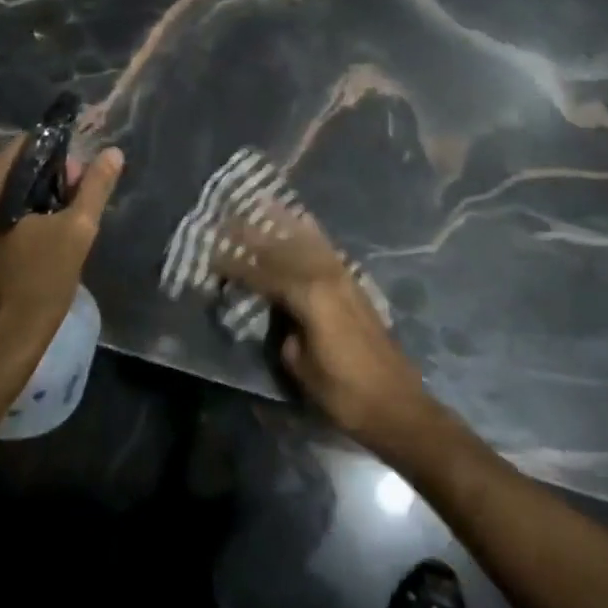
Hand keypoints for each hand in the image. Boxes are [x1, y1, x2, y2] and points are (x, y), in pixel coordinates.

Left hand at [0, 138, 124, 390]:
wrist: (0, 347)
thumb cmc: (38, 285)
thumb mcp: (77, 231)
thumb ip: (94, 187)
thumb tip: (113, 153)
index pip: (26, 146)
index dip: (60, 158)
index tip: (80, 185)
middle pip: (13, 167)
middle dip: (48, 181)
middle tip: (75, 208)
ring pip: (3, 191)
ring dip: (34, 200)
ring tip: (61, 227)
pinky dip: (16, 217)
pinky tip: (38, 240)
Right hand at [212, 202, 430, 453]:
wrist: (396, 404)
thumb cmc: (343, 392)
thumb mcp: (300, 367)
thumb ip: (284, 332)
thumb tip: (280, 316)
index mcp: (308, 296)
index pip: (262, 274)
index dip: (236, 266)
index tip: (212, 255)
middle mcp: (325, 277)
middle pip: (283, 249)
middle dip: (253, 235)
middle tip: (228, 219)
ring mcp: (344, 278)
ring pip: (307, 243)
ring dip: (283, 225)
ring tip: (263, 204)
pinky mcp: (355, 285)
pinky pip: (327, 250)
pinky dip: (313, 233)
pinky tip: (304, 221)